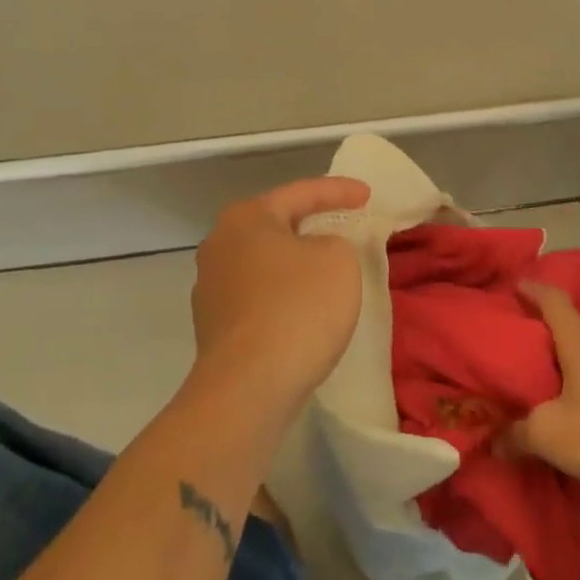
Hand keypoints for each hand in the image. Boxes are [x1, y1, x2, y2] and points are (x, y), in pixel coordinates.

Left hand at [189, 177, 370, 413]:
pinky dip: (284, 296)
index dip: (338, 190)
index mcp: (246, 218)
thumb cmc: (297, 309)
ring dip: (296, 264)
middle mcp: (219, 244)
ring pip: (265, 263)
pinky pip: (259, 297)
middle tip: (344, 225)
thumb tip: (314, 254)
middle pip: (276, 225)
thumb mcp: (338, 260)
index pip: (300, 192)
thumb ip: (333, 242)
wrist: (248, 388)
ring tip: (327, 270)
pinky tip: (304, 311)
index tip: (368, 195)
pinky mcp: (214, 326)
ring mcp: (211, 287)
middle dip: (311, 225)